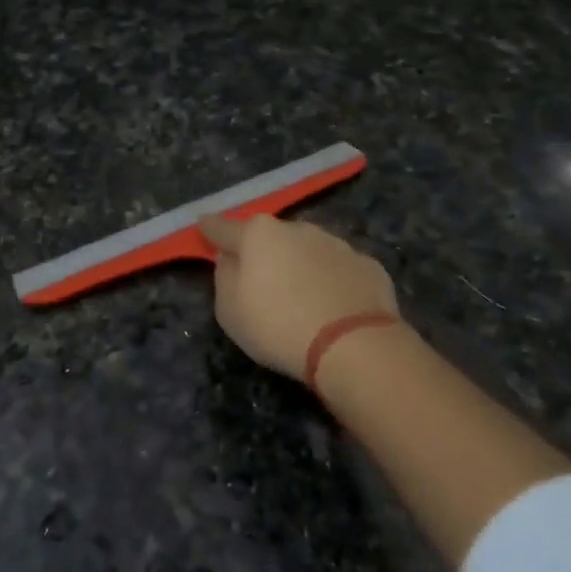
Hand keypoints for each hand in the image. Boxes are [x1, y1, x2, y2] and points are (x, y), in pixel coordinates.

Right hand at [198, 214, 400, 378]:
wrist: (354, 345)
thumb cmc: (278, 326)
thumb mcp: (229, 310)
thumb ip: (225, 277)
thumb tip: (231, 258)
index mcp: (258, 235)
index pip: (223, 228)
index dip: (210, 230)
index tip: (203, 226)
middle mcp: (297, 228)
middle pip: (270, 237)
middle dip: (263, 252)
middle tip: (261, 281)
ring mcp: (336, 244)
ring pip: (308, 250)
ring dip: (299, 265)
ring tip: (301, 298)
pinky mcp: (367, 265)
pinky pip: (339, 270)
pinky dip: (332, 281)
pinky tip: (334, 307)